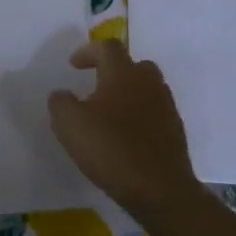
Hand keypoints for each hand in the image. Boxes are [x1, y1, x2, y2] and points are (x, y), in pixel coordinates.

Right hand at [48, 40, 202, 219]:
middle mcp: (148, 83)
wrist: (160, 189)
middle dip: (113, 71)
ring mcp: (166, 106)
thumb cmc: (111, 149)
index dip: (88, 51)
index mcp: (123, 74)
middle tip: (95, 86)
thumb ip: (60, 103)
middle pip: (133, 65)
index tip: (73, 65)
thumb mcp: (69, 125)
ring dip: (127, 94)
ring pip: (146, 88)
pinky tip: (125, 136)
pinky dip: (139, 116)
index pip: (107, 47)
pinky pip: (154, 112)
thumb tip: (61, 94)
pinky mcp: (174, 130)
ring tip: (108, 114)